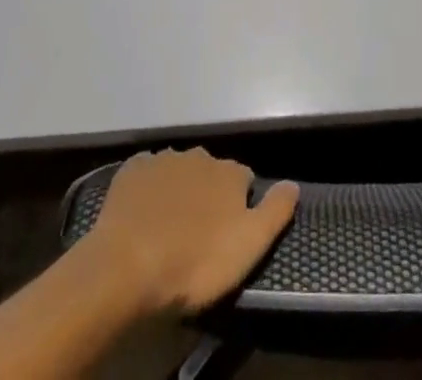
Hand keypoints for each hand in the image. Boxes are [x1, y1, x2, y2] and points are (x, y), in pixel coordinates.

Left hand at [81, 148, 298, 317]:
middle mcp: (201, 156)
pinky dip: (148, 188)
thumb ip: (276, 211)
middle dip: (208, 194)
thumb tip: (294, 183)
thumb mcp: (249, 246)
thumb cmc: (194, 262)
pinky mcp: (133, 170)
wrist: (128, 266)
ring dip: (178, 190)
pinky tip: (142, 213)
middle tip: (197, 234)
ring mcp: (164, 159)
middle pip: (211, 172)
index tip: (229, 233)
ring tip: (168, 227)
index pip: (244, 181)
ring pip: (179, 171)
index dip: (239, 205)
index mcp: (230, 173)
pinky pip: (147, 173)